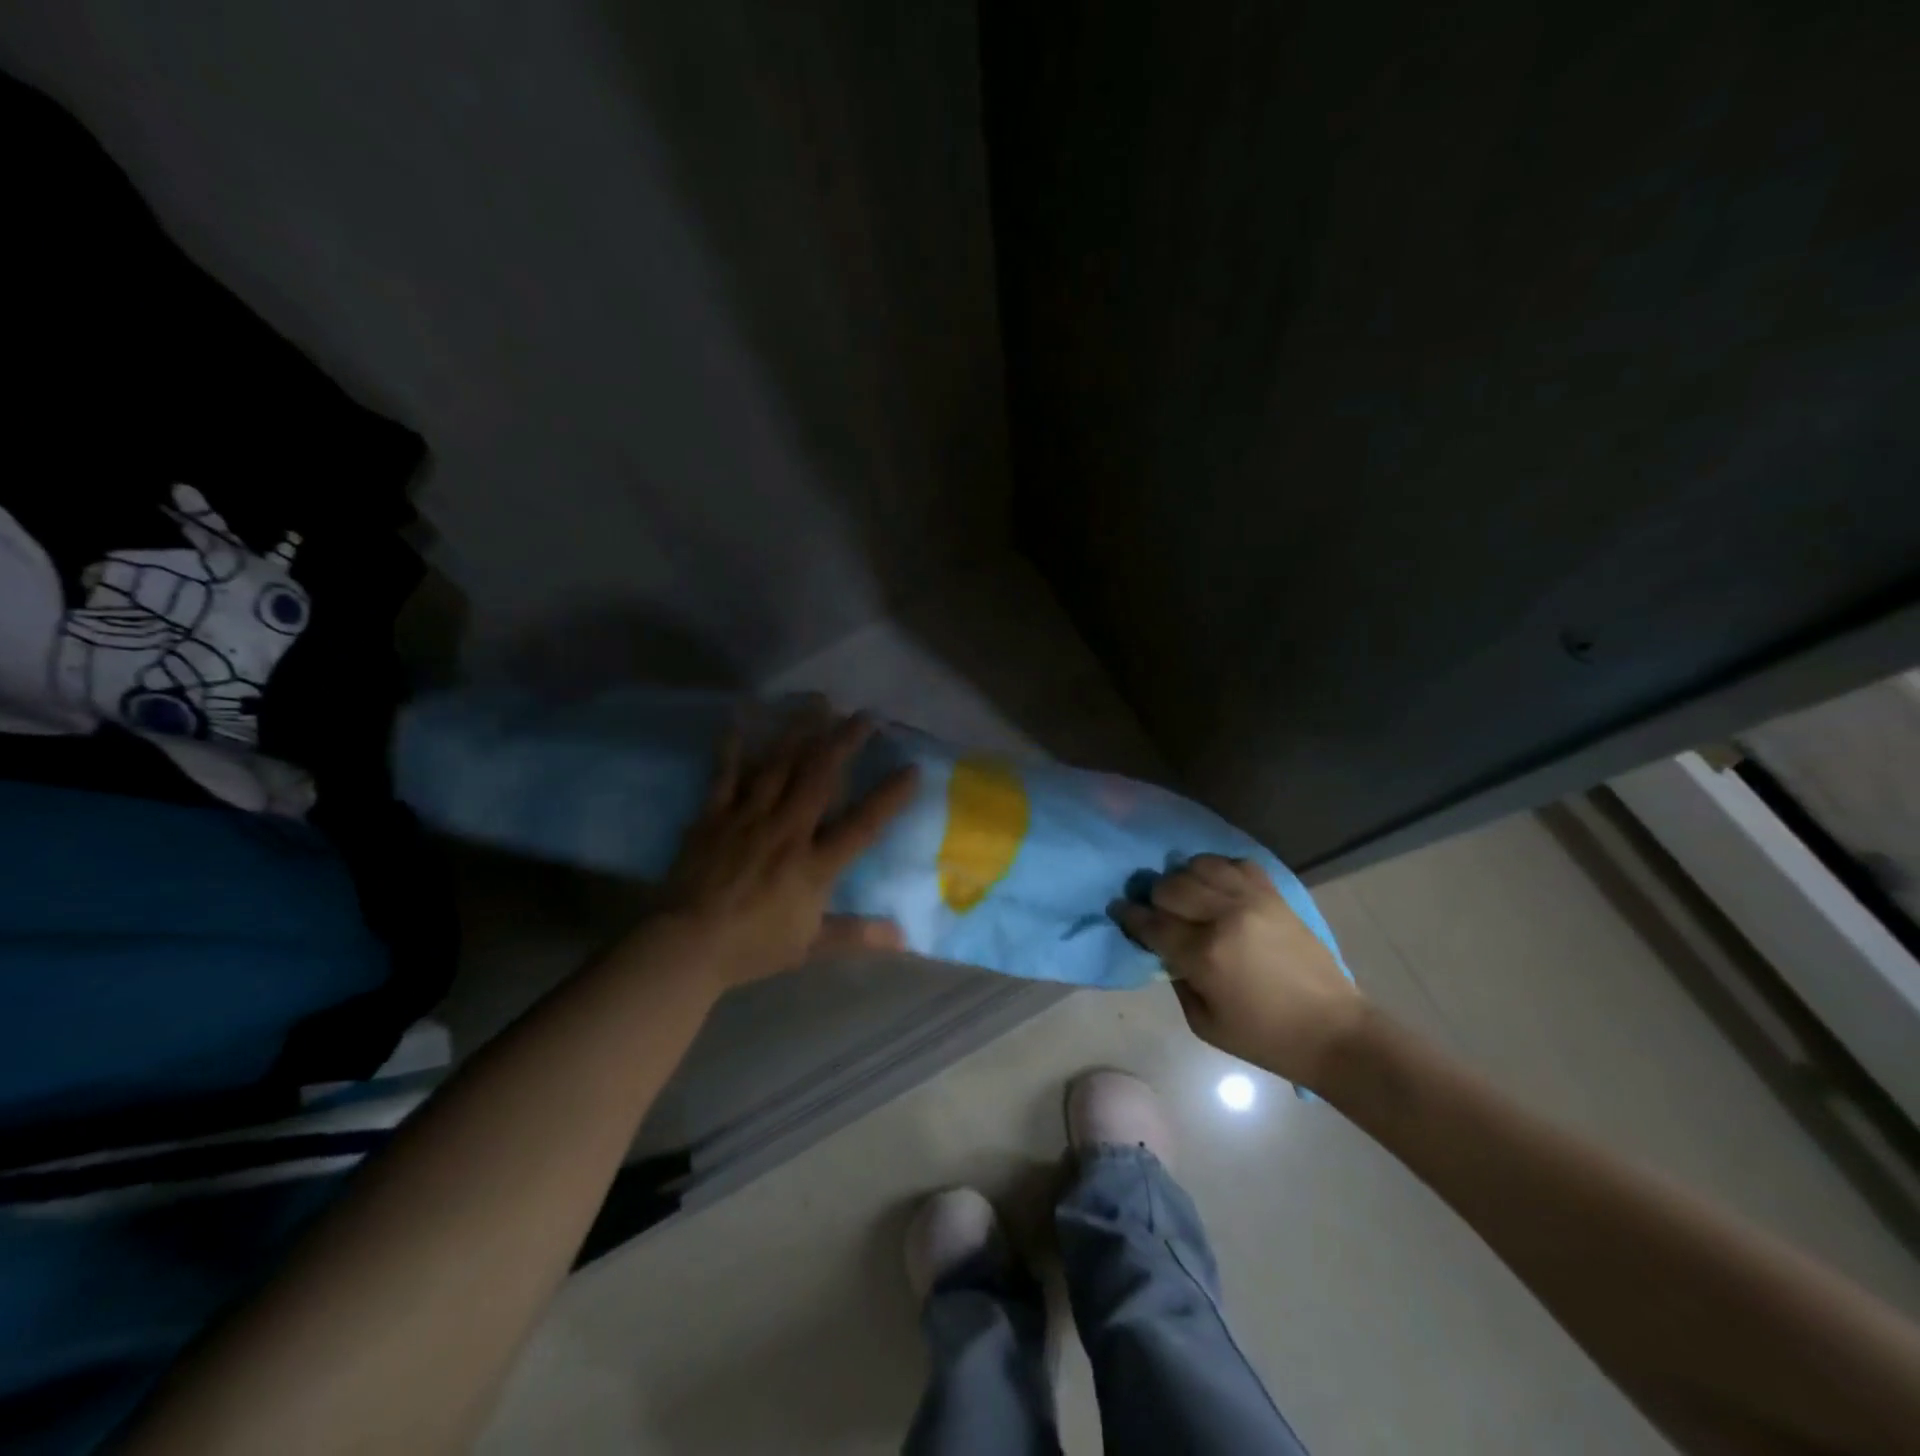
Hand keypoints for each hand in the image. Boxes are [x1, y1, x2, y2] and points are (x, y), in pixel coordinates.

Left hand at [656, 703, 918, 988]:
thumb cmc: (752, 947)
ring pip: (780, 766)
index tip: (912, 768)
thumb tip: (904, 938)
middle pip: (820, 779)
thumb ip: (856, 935)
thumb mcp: (810, 946)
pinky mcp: (715, 816)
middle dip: (844, 743)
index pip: (861, 825)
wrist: (686, 946)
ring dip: (801, 732)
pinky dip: (735, 745)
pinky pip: (727, 775)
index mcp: (814, 865)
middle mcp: (787, 831)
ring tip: (818, 702)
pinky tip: (742, 716)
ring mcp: (749, 818)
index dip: (889, 796)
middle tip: (864, 716)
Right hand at [1111, 855, 1366, 1087]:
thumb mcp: (1204, 1023)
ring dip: (1184, 879)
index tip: (1119, 911)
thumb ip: (1177, 979)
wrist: (1334, 1031)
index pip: (1151, 922)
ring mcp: (1252, 900)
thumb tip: (1165, 949)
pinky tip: (1217, 886)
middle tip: (1155, 911)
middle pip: (1170, 886)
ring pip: (1199, 866)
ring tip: (1187, 895)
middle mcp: (1224, 917)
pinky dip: (1218, 869)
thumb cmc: (1265, 1038)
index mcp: (1204, 955)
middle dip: (1154, 897)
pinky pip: (1236, 863)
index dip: (1129, 915)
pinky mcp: (1275, 895)